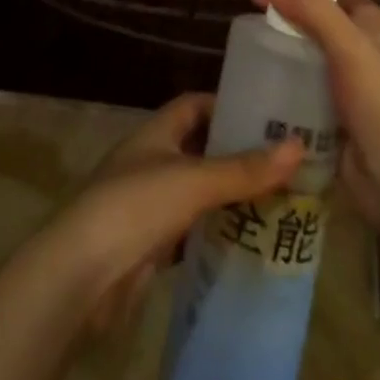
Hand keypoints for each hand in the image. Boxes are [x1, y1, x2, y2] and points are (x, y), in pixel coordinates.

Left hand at [42, 92, 303, 332]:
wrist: (82, 274)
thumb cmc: (136, 205)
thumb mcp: (194, 181)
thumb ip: (245, 168)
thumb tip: (298, 145)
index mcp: (158, 131)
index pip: (195, 105)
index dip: (227, 106)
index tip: (265, 117)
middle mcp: (152, 159)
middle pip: (199, 148)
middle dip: (235, 155)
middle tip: (281, 165)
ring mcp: (148, 202)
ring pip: (196, 192)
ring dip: (227, 196)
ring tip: (274, 202)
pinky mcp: (148, 244)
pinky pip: (188, 230)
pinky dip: (212, 233)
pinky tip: (243, 242)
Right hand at [251, 0, 379, 238]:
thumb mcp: (350, 48)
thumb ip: (311, 8)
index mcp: (372, 24)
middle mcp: (360, 49)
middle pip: (314, 21)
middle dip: (283, 16)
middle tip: (245, 17)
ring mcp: (346, 85)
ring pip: (305, 56)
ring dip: (279, 51)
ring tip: (243, 50)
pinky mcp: (332, 116)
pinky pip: (301, 90)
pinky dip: (281, 85)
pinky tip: (256, 85)